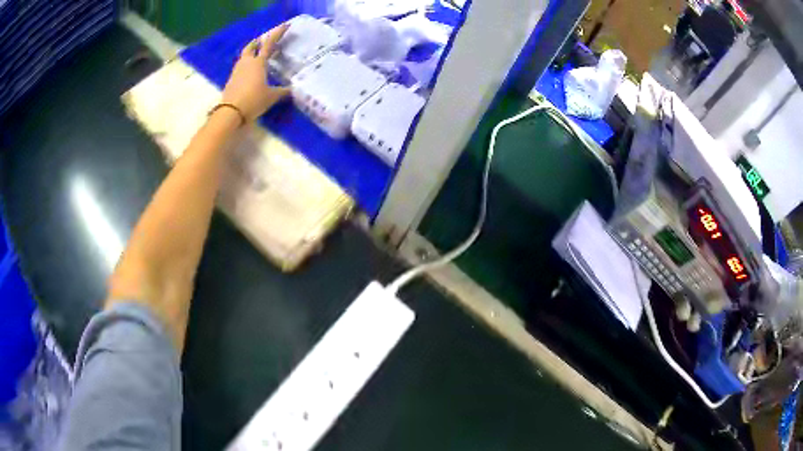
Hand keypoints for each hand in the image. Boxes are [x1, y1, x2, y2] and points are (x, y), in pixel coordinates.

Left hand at [221, 23, 290, 121]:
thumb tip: (293, 90)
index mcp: (259, 63)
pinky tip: (250, 72)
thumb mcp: (271, 97)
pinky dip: (246, 65)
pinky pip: (240, 68)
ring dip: (250, 53)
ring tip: (256, 55)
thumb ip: (282, 92)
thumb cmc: (253, 100)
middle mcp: (247, 63)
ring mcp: (237, 71)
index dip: (277, 34)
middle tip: (262, 40)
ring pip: (244, 57)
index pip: (270, 44)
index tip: (285, 26)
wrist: (230, 113)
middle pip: (251, 47)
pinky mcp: (231, 81)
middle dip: (257, 42)